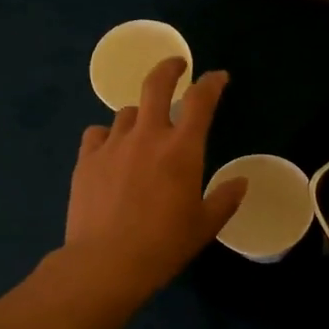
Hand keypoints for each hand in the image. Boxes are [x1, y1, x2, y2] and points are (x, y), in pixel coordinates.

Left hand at [62, 58, 247, 303]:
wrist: (106, 262)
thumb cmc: (164, 244)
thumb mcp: (205, 225)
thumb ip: (225, 199)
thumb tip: (241, 182)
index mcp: (182, 149)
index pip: (201, 101)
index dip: (211, 83)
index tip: (218, 77)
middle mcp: (148, 136)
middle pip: (156, 85)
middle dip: (169, 68)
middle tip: (177, 66)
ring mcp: (113, 145)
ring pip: (127, 112)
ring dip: (140, 115)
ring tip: (143, 131)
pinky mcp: (86, 160)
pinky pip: (97, 134)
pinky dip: (108, 136)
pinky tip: (111, 152)